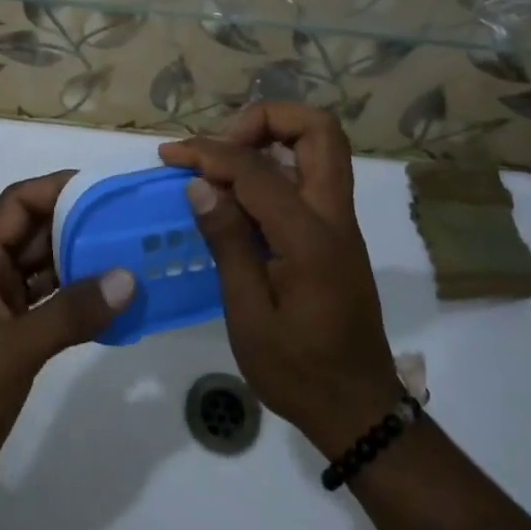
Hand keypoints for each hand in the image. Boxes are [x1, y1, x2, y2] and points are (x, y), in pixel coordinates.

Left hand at [0, 170, 134, 512]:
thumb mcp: (13, 350)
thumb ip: (70, 313)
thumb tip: (127, 278)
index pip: (19, 203)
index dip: (57, 188)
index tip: (102, 188)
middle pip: (37, 232)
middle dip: (79, 224)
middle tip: (128, 222)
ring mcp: (0, 307)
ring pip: (47, 268)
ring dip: (83, 262)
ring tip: (130, 256)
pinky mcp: (12, 337)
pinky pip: (51, 304)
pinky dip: (78, 300)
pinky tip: (112, 303)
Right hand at [161, 104, 401, 456]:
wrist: (358, 409)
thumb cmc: (299, 371)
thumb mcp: (250, 317)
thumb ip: (228, 243)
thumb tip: (200, 185)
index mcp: (311, 237)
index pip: (257, 169)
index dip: (210, 153)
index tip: (172, 156)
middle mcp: (334, 215)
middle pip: (318, 129)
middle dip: (264, 120)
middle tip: (221, 147)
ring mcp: (340, 221)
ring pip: (320, 144)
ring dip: (272, 136)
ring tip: (223, 162)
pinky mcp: (336, 231)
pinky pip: (311, 173)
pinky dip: (275, 163)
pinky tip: (240, 192)